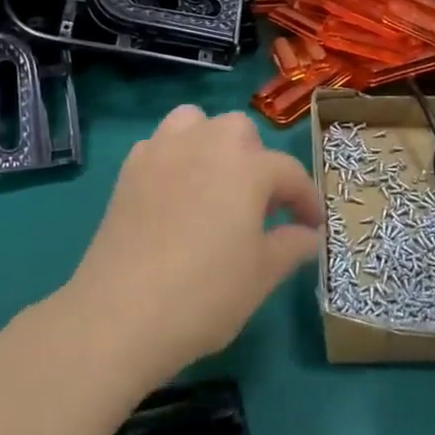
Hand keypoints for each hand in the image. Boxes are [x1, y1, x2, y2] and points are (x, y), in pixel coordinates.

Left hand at [62, 106, 324, 387]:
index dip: (306, 199)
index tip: (312, 225)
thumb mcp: (262, 276)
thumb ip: (291, 246)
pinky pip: (160, 144)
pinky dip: (175, 155)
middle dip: (258, 160)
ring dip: (213, 142)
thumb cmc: (205, 294)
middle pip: (241, 132)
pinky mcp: (129, 169)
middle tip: (261, 204)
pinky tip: (176, 191)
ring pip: (196, 122)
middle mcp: (206, 144)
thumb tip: (307, 234)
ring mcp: (163, 152)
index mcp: (247, 167)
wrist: (122, 313)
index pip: (289, 172)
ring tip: (216, 182)